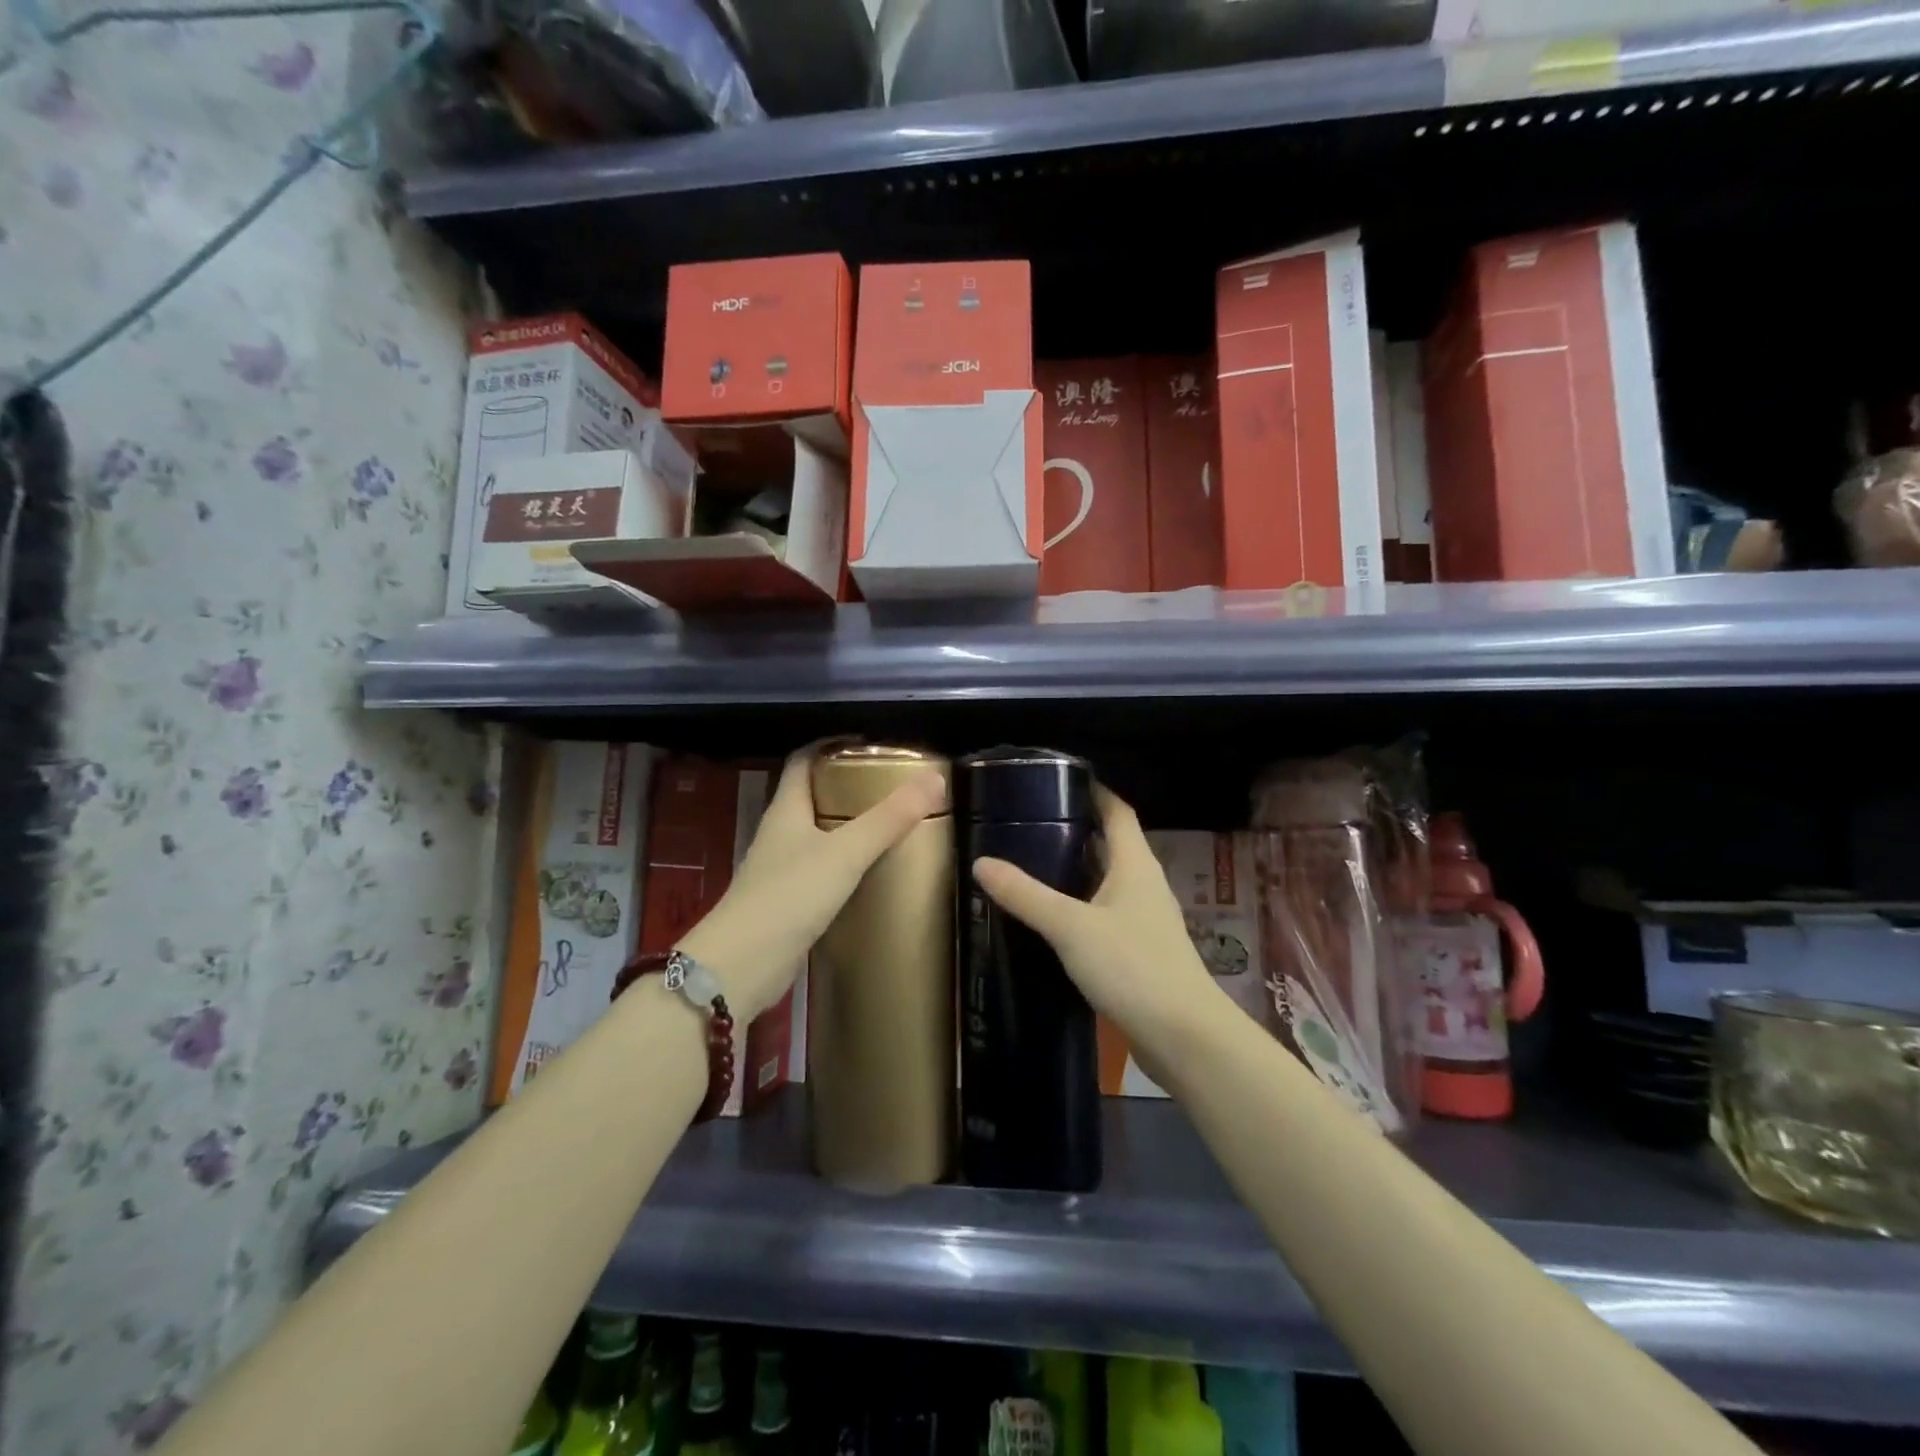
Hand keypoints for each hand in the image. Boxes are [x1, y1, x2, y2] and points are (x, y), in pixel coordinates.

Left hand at [677, 744, 944, 1021]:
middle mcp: (781, 834)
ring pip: (819, 835)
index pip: (803, 760)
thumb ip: (889, 818)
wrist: (742, 965)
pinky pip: (822, 870)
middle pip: (813, 796)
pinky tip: (872, 872)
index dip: (831, 745)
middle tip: (893, 785)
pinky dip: (846, 864)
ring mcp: (782, 869)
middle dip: (849, 786)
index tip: (870, 744)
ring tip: (892, 824)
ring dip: (849, 826)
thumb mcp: (845, 853)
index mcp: (786, 810)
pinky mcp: (789, 902)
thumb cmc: (789, 896)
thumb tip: (934, 778)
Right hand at [972, 787, 1218, 1063]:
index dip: (1095, 791)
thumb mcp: (1070, 926)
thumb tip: (981, 863)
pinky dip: (1081, 905)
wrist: (1183, 1036)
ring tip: (1033, 862)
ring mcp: (1145, 919)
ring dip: (1077, 869)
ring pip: (1107, 880)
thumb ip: (1026, 895)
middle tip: (1030, 821)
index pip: (1118, 811)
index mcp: (1135, 864)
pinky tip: (1054, 917)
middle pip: (1112, 844)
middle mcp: (1144, 884)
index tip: (1059, 779)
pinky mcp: (1140, 950)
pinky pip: (1106, 913)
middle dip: (1076, 829)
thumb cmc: (1132, 966)